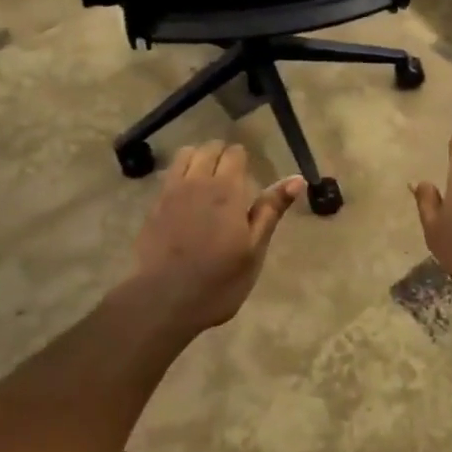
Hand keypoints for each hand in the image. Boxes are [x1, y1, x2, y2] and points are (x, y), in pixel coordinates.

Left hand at [130, 142, 304, 334]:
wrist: (162, 302)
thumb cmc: (218, 280)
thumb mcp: (254, 249)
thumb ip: (271, 210)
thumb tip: (298, 179)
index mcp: (226, 190)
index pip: (235, 153)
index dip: (243, 159)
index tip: (248, 174)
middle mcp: (197, 182)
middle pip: (209, 148)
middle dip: (221, 154)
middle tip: (231, 176)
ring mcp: (171, 192)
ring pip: (186, 155)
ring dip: (198, 158)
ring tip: (206, 178)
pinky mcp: (153, 206)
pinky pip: (168, 175)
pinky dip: (180, 173)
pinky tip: (185, 195)